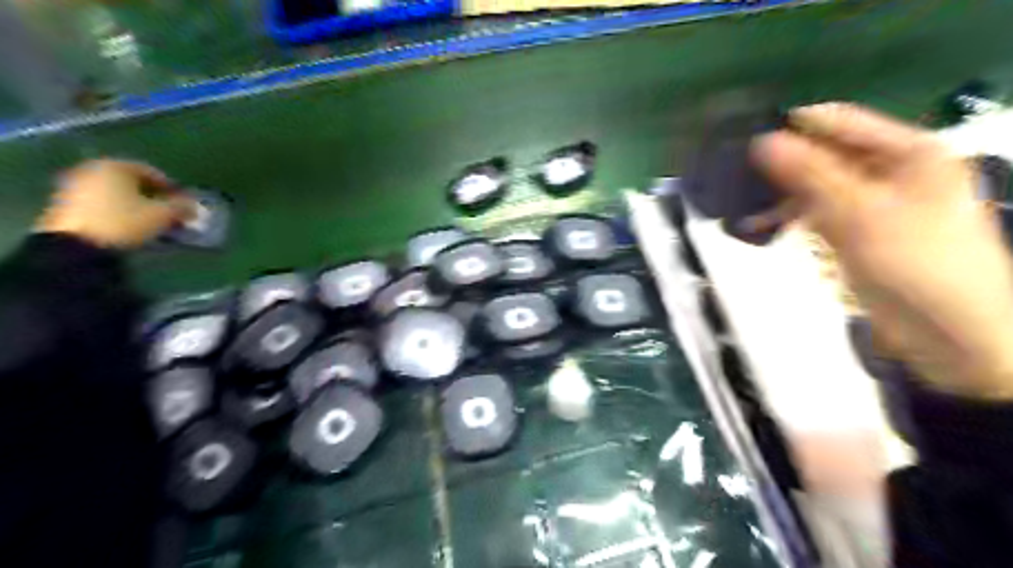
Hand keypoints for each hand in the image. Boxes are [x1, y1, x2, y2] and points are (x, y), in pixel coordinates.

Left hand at [35, 159, 196, 248]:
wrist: (76, 245)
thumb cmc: (125, 222)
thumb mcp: (162, 215)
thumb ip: (181, 207)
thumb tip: (194, 206)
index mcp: (116, 166)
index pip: (151, 172)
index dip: (170, 187)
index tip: (182, 202)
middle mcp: (93, 170)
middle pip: (131, 181)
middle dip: (151, 196)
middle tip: (167, 211)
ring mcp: (76, 186)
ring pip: (115, 192)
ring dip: (134, 204)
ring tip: (150, 221)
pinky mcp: (66, 204)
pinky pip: (101, 202)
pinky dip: (117, 210)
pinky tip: (129, 225)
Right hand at [750, 104, 1011, 400]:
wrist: (951, 333)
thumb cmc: (916, 264)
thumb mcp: (859, 214)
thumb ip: (810, 176)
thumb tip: (762, 142)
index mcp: (907, 151)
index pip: (839, 122)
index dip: (793, 126)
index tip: (745, 138)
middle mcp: (890, 170)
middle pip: (826, 155)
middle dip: (782, 166)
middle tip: (735, 174)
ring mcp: (873, 202)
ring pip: (817, 187)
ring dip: (781, 196)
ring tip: (740, 205)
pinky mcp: (859, 231)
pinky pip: (818, 214)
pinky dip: (791, 219)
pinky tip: (760, 227)